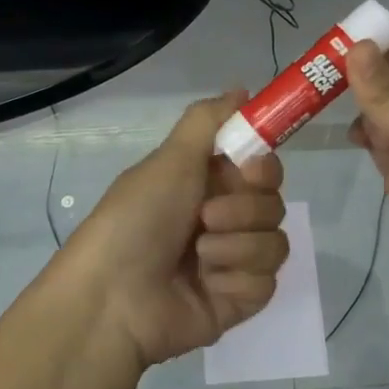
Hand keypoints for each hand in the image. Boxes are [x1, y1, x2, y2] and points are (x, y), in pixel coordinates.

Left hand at [62, 93, 288, 365]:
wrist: (113, 299)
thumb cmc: (136, 220)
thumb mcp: (169, 160)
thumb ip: (209, 121)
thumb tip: (243, 88)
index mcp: (206, 185)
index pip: (262, 168)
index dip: (262, 167)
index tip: (248, 170)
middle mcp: (224, 220)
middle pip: (274, 204)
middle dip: (243, 210)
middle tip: (206, 217)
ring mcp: (233, 262)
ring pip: (275, 243)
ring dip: (236, 246)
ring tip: (198, 257)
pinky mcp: (239, 301)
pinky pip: (267, 283)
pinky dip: (236, 280)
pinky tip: (206, 285)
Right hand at [346, 38, 388, 309]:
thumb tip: (357, 47)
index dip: (374, 48)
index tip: (327, 47)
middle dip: (361, 80)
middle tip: (313, 77)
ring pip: (386, 112)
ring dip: (361, 110)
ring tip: (321, 106)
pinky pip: (384, 142)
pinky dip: (367, 137)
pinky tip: (350, 139)